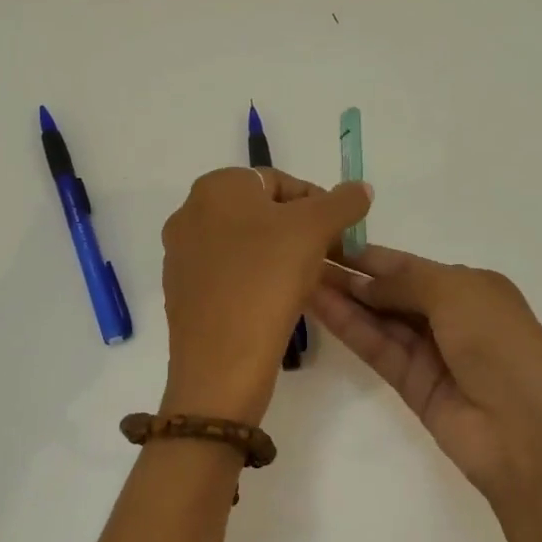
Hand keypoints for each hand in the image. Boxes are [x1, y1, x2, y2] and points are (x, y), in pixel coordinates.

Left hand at [160, 168, 372, 423]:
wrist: (222, 359)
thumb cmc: (268, 279)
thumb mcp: (315, 230)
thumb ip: (342, 202)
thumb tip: (361, 189)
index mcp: (215, 187)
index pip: (279, 181)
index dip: (317, 204)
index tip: (337, 234)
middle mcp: (189, 213)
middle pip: (260, 213)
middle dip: (296, 232)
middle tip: (324, 258)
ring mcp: (180, 255)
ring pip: (243, 245)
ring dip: (276, 257)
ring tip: (303, 283)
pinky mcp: (181, 292)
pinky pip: (227, 275)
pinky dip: (253, 281)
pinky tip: (273, 303)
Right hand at [311, 245, 541, 505]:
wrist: (527, 432)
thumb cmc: (501, 344)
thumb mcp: (458, 293)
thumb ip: (406, 282)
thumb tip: (366, 283)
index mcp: (472, 287)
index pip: (410, 266)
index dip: (370, 255)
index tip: (327, 240)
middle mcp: (451, 317)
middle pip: (392, 292)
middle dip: (352, 276)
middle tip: (301, 258)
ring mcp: (431, 354)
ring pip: (379, 320)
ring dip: (344, 299)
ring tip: (298, 277)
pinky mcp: (412, 386)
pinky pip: (377, 349)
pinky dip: (350, 328)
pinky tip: (319, 306)